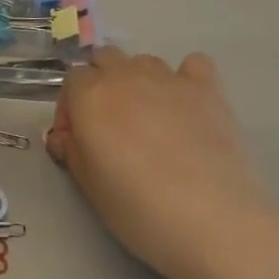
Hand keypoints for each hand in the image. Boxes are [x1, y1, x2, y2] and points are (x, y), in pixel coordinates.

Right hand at [47, 47, 278, 278]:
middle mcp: (125, 75)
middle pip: (105, 59)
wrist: (213, 219)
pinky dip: (187, 79)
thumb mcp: (89, 187)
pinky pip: (193, 65)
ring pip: (144, 62)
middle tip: (111, 127)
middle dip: (102, 84)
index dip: (71, 109)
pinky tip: (189, 106)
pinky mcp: (207, 89)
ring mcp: (168, 78)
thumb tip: (66, 137)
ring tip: (151, 121)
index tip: (77, 141)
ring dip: (140, 82)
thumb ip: (72, 151)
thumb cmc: (140, 209)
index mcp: (90, 95)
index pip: (72, 80)